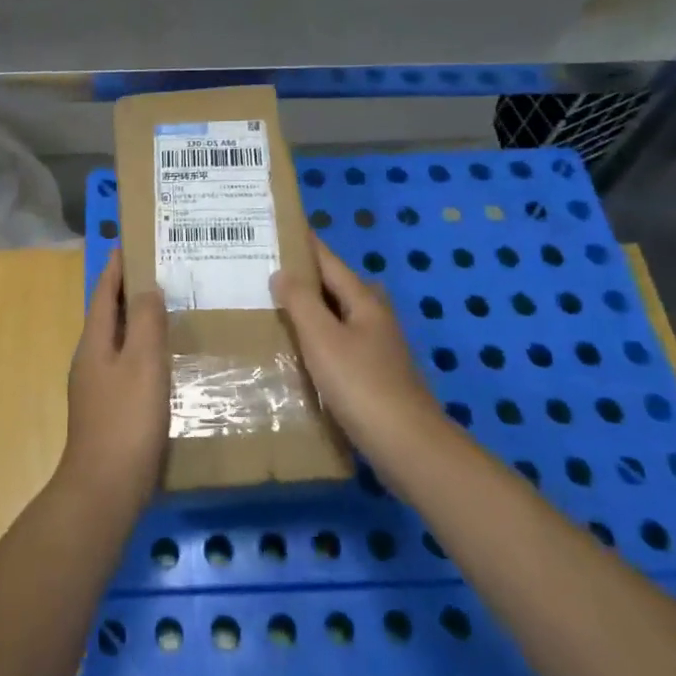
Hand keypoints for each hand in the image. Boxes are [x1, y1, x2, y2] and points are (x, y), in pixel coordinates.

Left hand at [57, 251, 169, 520]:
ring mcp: (97, 389)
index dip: (116, 268)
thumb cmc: (126, 421)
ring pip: (118, 342)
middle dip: (129, 292)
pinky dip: (144, 352)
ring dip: (138, 323)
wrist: (105, 491)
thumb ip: (144, 322)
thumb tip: (146, 288)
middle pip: (108, 316)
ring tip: (169, 311)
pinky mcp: (109, 412)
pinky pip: (127, 367)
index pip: (104, 293)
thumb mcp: (142, 364)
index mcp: (94, 343)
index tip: (131, 243)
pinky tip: (166, 361)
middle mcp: (90, 360)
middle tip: (162, 273)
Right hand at [271, 233, 446, 472]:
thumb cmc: (361, 385)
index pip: (329, 262)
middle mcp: (375, 319)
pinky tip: (301, 352)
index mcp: (364, 302)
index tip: (278, 230)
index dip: (305, 245)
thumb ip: (301, 302)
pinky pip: (341, 344)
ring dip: (313, 310)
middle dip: (307, 277)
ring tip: (277, 309)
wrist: (406, 446)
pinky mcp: (375, 377)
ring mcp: (378, 349)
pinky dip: (320, 340)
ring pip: (340, 317)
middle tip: (268, 273)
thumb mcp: (323, 338)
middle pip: (337, 287)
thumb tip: (281, 272)